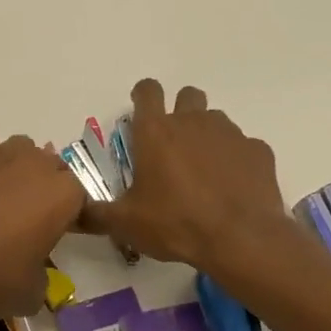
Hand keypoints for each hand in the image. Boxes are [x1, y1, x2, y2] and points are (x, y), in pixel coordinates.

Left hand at [0, 121, 85, 317]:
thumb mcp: (30, 294)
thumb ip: (42, 276)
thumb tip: (33, 272)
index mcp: (62, 195)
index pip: (79, 197)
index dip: (68, 215)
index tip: (54, 234)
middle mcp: (36, 163)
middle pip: (52, 167)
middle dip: (44, 188)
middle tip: (25, 219)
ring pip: (20, 147)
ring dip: (16, 166)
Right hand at [82, 79, 289, 276]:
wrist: (242, 240)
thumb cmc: (176, 224)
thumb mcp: (127, 223)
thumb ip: (96, 213)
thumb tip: (73, 210)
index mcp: (156, 131)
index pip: (147, 90)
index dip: (143, 95)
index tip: (141, 110)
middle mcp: (192, 121)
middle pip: (188, 95)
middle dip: (181, 110)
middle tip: (175, 144)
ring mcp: (229, 134)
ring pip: (216, 120)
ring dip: (208, 136)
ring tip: (205, 171)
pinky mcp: (258, 151)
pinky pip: (245, 147)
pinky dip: (237, 161)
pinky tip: (234, 188)